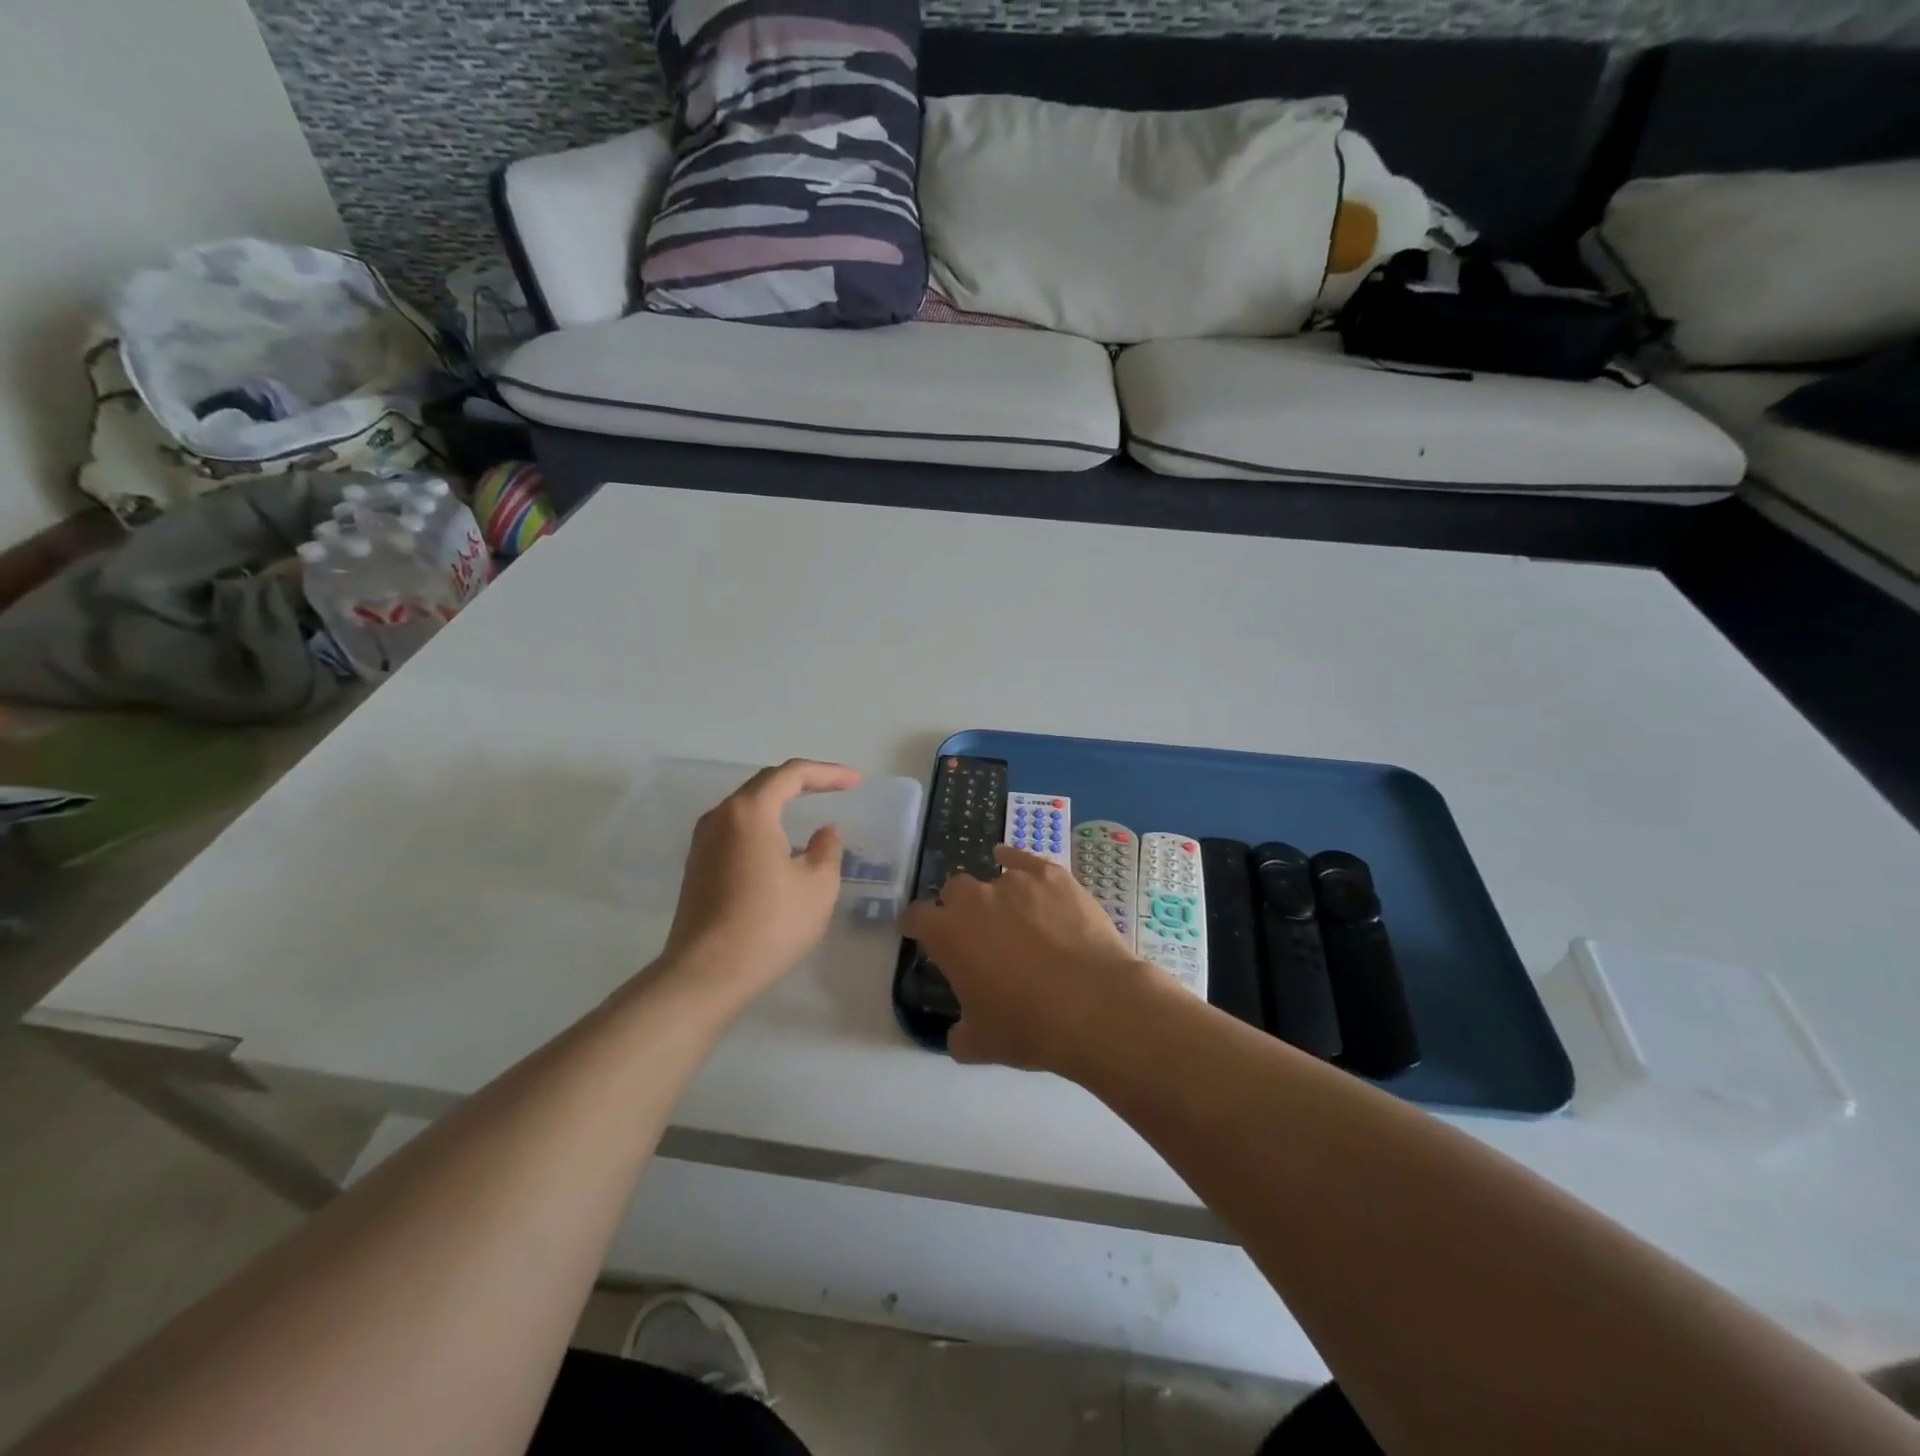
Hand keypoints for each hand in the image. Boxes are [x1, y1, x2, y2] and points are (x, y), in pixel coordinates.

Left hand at [662, 759, 860, 1000]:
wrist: (705, 976)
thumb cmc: (769, 925)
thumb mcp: (818, 886)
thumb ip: (828, 849)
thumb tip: (825, 832)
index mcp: (749, 812)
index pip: (792, 775)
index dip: (828, 773)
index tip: (856, 781)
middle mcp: (720, 817)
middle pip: (765, 785)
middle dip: (804, 783)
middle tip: (837, 788)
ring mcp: (703, 843)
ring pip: (748, 808)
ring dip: (781, 804)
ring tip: (811, 812)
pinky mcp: (698, 868)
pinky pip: (736, 831)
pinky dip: (764, 827)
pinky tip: (782, 847)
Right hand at [900, 845, 1157, 1074]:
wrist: (1095, 1006)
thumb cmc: (1029, 1027)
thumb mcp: (980, 1044)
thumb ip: (958, 1033)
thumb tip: (959, 1032)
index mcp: (947, 934)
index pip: (916, 917)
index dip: (916, 925)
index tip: (920, 933)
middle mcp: (974, 899)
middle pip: (954, 891)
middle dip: (958, 907)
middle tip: (976, 933)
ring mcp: (1015, 881)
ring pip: (993, 879)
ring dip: (996, 897)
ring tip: (1016, 918)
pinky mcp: (1051, 875)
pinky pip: (1024, 860)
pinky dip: (1017, 862)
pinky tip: (1017, 865)